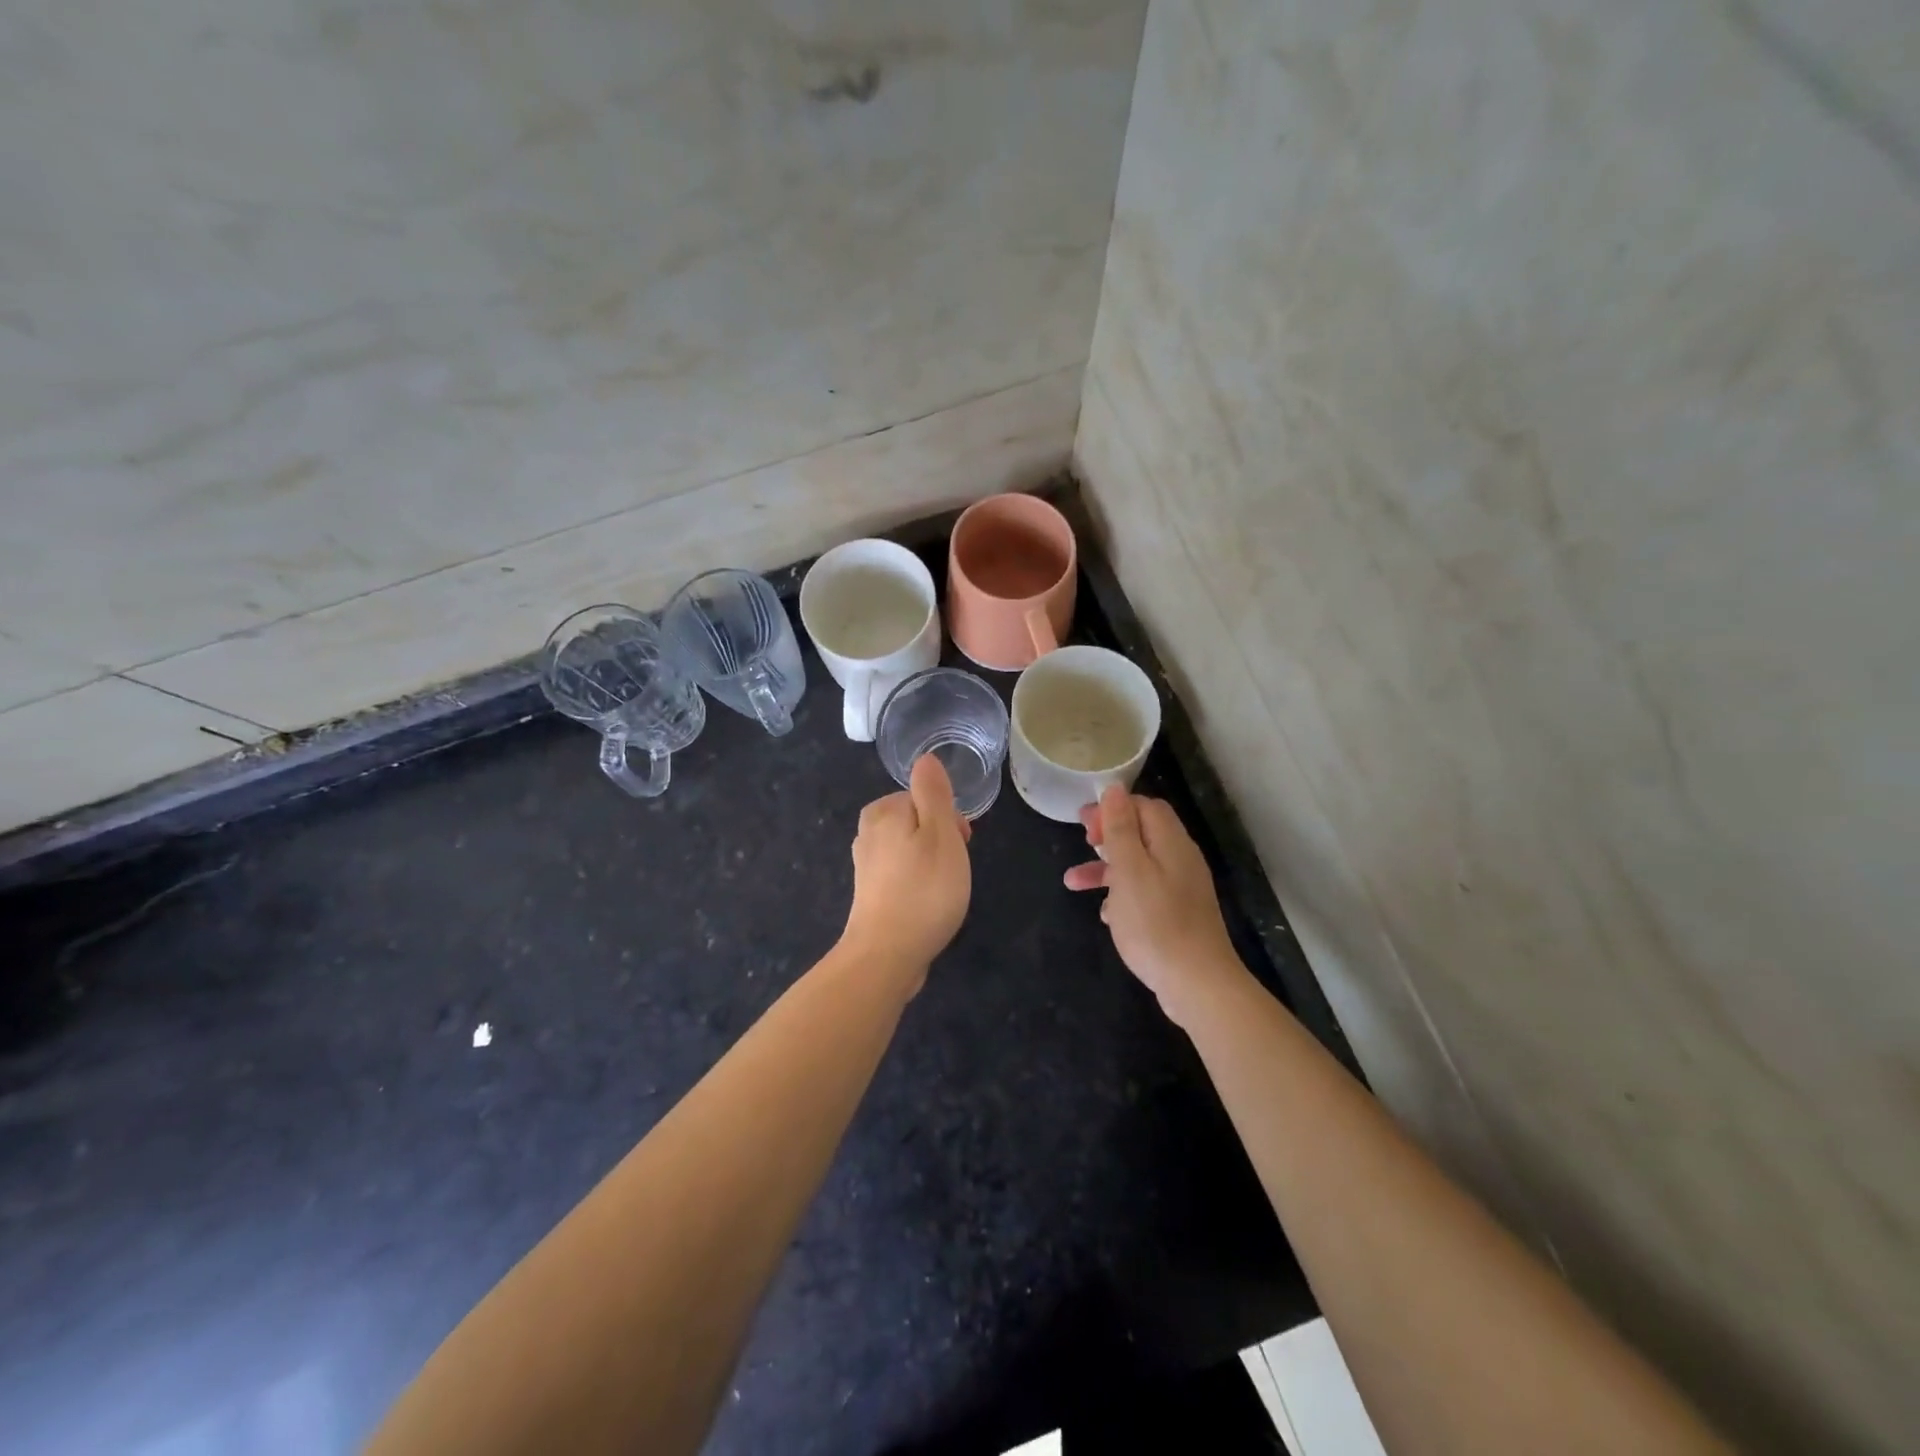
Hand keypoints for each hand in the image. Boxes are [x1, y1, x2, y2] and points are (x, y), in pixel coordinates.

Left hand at [842, 754, 972, 984]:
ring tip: (944, 892)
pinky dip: (917, 886)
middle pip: (917, 823)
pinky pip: (902, 876)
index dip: (949, 819)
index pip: (925, 798)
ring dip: (932, 865)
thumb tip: (925, 759)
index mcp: (883, 811)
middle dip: (941, 841)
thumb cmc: (923, 890)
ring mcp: (866, 866)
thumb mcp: (940, 832)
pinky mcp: (869, 895)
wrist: (887, 956)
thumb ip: (934, 793)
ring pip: (911, 850)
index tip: (962, 844)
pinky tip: (927, 906)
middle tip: (954, 870)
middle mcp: (868, 833)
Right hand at [1065, 786, 1244, 1024]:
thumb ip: (1120, 828)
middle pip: (1142, 834)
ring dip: (1106, 870)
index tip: (1085, 823)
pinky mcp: (1178, 917)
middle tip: (1080, 841)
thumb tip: (1114, 789)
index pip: (1145, 806)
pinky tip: (1105, 915)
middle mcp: (1180, 860)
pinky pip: (1145, 894)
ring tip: (1072, 884)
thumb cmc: (1156, 923)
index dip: (1114, 808)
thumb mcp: (1129, 870)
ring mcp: (1181, 890)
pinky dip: (1121, 897)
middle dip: (1107, 836)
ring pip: (1139, 867)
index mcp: (1171, 843)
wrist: (1197, 984)